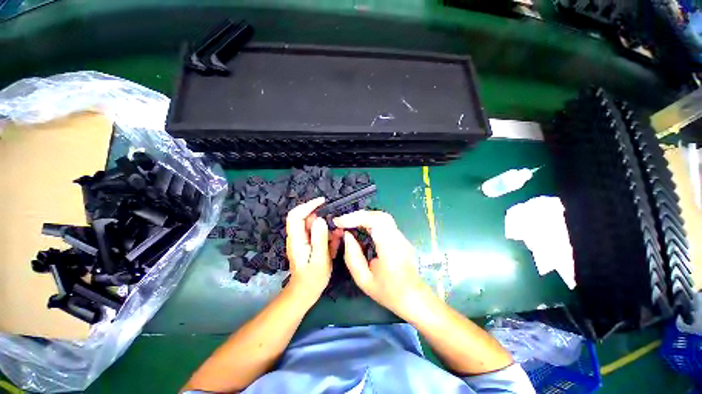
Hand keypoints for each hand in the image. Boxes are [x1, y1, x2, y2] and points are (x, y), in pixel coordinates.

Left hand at [285, 197, 341, 300]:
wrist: (305, 293)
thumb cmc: (312, 279)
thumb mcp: (319, 259)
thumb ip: (319, 239)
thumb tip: (320, 219)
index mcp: (297, 239)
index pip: (296, 215)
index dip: (307, 205)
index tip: (322, 202)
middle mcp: (298, 236)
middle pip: (306, 218)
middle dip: (321, 217)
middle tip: (335, 224)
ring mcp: (303, 240)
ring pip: (314, 226)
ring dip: (326, 228)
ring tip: (336, 238)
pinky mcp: (309, 243)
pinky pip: (318, 234)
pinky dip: (327, 235)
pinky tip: (334, 243)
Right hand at [333, 210, 425, 315]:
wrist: (414, 297)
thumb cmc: (388, 292)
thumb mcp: (364, 280)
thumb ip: (352, 257)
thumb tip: (346, 235)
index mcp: (390, 250)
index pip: (374, 222)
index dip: (355, 218)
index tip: (339, 222)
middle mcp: (398, 238)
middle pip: (379, 215)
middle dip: (358, 215)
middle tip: (343, 222)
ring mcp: (401, 236)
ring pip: (382, 216)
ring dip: (364, 217)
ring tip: (350, 223)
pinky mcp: (401, 236)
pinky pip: (385, 222)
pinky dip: (370, 220)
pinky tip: (362, 227)